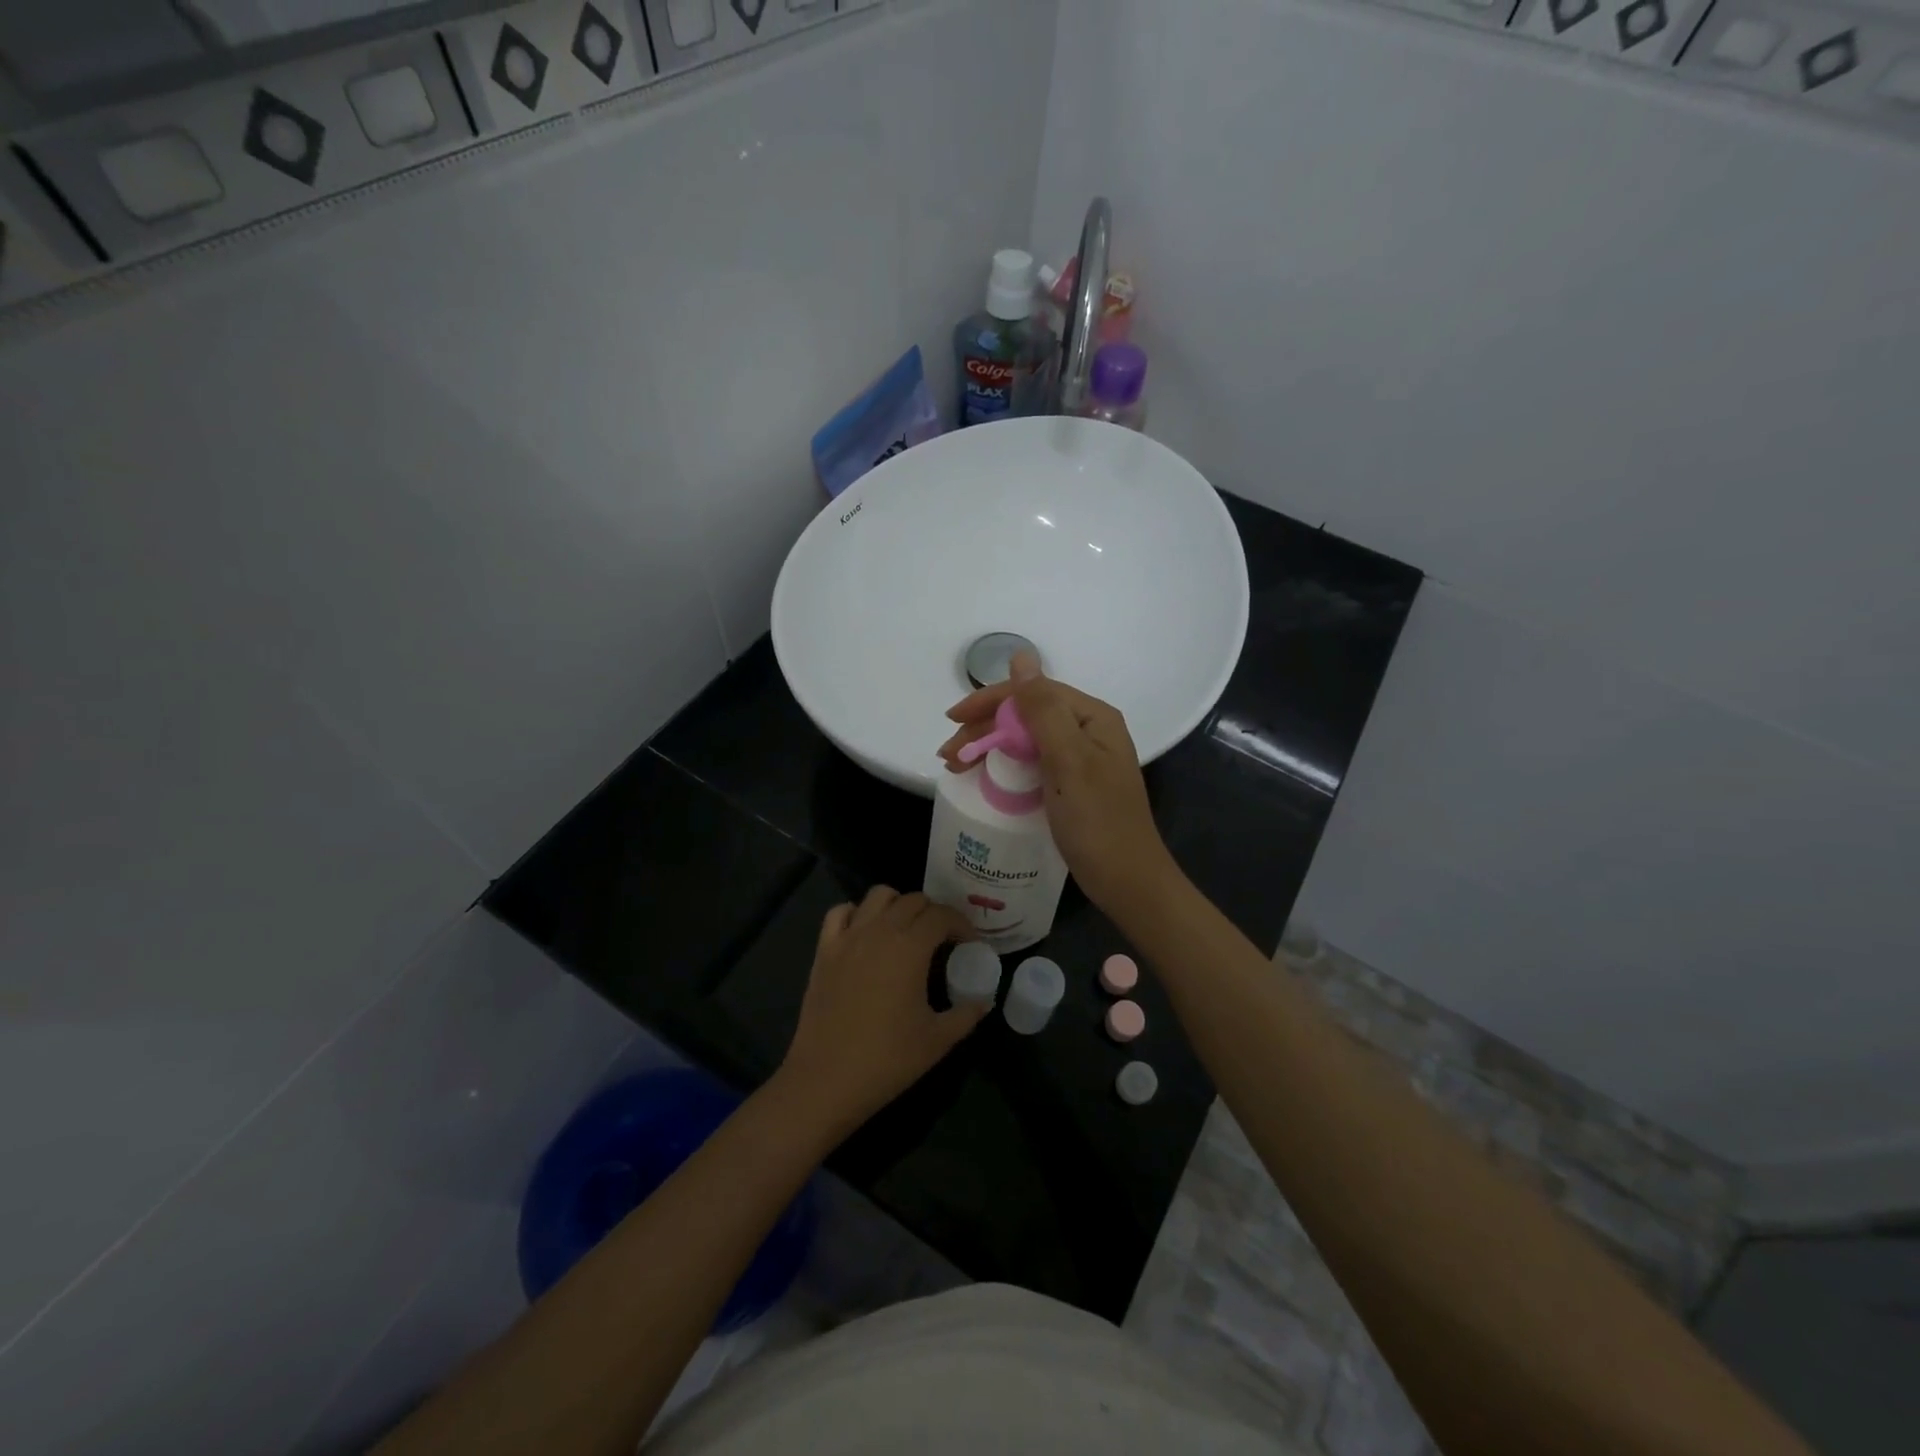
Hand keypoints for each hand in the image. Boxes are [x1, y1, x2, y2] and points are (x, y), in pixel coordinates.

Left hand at [777, 887, 988, 1137]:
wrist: (826, 1080)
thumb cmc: (887, 1059)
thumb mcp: (938, 1040)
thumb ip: (966, 1014)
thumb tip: (983, 1001)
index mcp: (910, 947)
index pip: (942, 915)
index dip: (961, 925)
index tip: (969, 944)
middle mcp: (879, 931)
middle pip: (913, 900)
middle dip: (934, 913)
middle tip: (943, 940)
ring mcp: (848, 937)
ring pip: (878, 895)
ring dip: (898, 905)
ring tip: (906, 930)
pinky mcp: (824, 950)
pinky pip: (840, 912)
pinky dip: (857, 913)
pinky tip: (866, 934)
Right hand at [940, 654, 1178, 912]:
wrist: (1127, 882)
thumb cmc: (1098, 821)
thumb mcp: (1068, 761)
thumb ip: (1043, 709)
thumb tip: (1022, 656)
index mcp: (1092, 717)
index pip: (1033, 692)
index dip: (989, 701)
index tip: (952, 720)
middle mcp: (1088, 730)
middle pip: (1027, 714)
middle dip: (984, 729)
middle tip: (948, 755)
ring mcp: (1081, 758)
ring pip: (1026, 739)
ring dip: (989, 747)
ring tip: (955, 767)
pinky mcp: (1072, 784)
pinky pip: (1032, 762)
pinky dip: (1004, 766)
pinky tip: (984, 777)